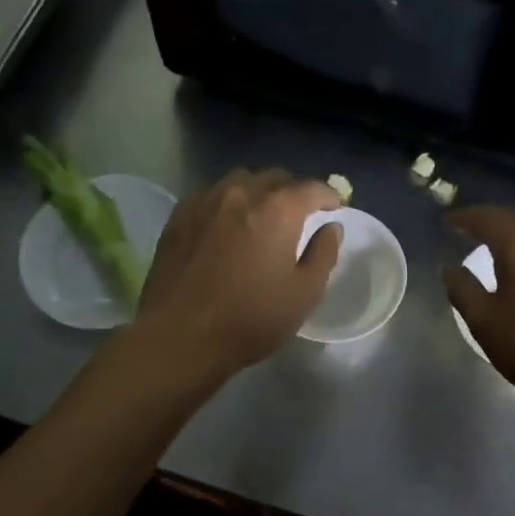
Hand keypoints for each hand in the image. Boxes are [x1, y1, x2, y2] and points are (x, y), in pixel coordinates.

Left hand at [132, 168, 342, 380]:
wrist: (179, 337)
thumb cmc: (250, 319)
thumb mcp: (304, 293)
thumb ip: (323, 253)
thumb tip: (331, 227)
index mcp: (278, 210)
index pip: (311, 187)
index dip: (328, 195)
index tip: (335, 206)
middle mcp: (242, 194)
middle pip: (275, 178)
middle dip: (293, 191)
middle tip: (301, 213)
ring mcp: (206, 201)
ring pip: (240, 180)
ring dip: (259, 191)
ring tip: (262, 214)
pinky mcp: (179, 216)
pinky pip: (212, 194)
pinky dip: (228, 201)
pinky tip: (228, 224)